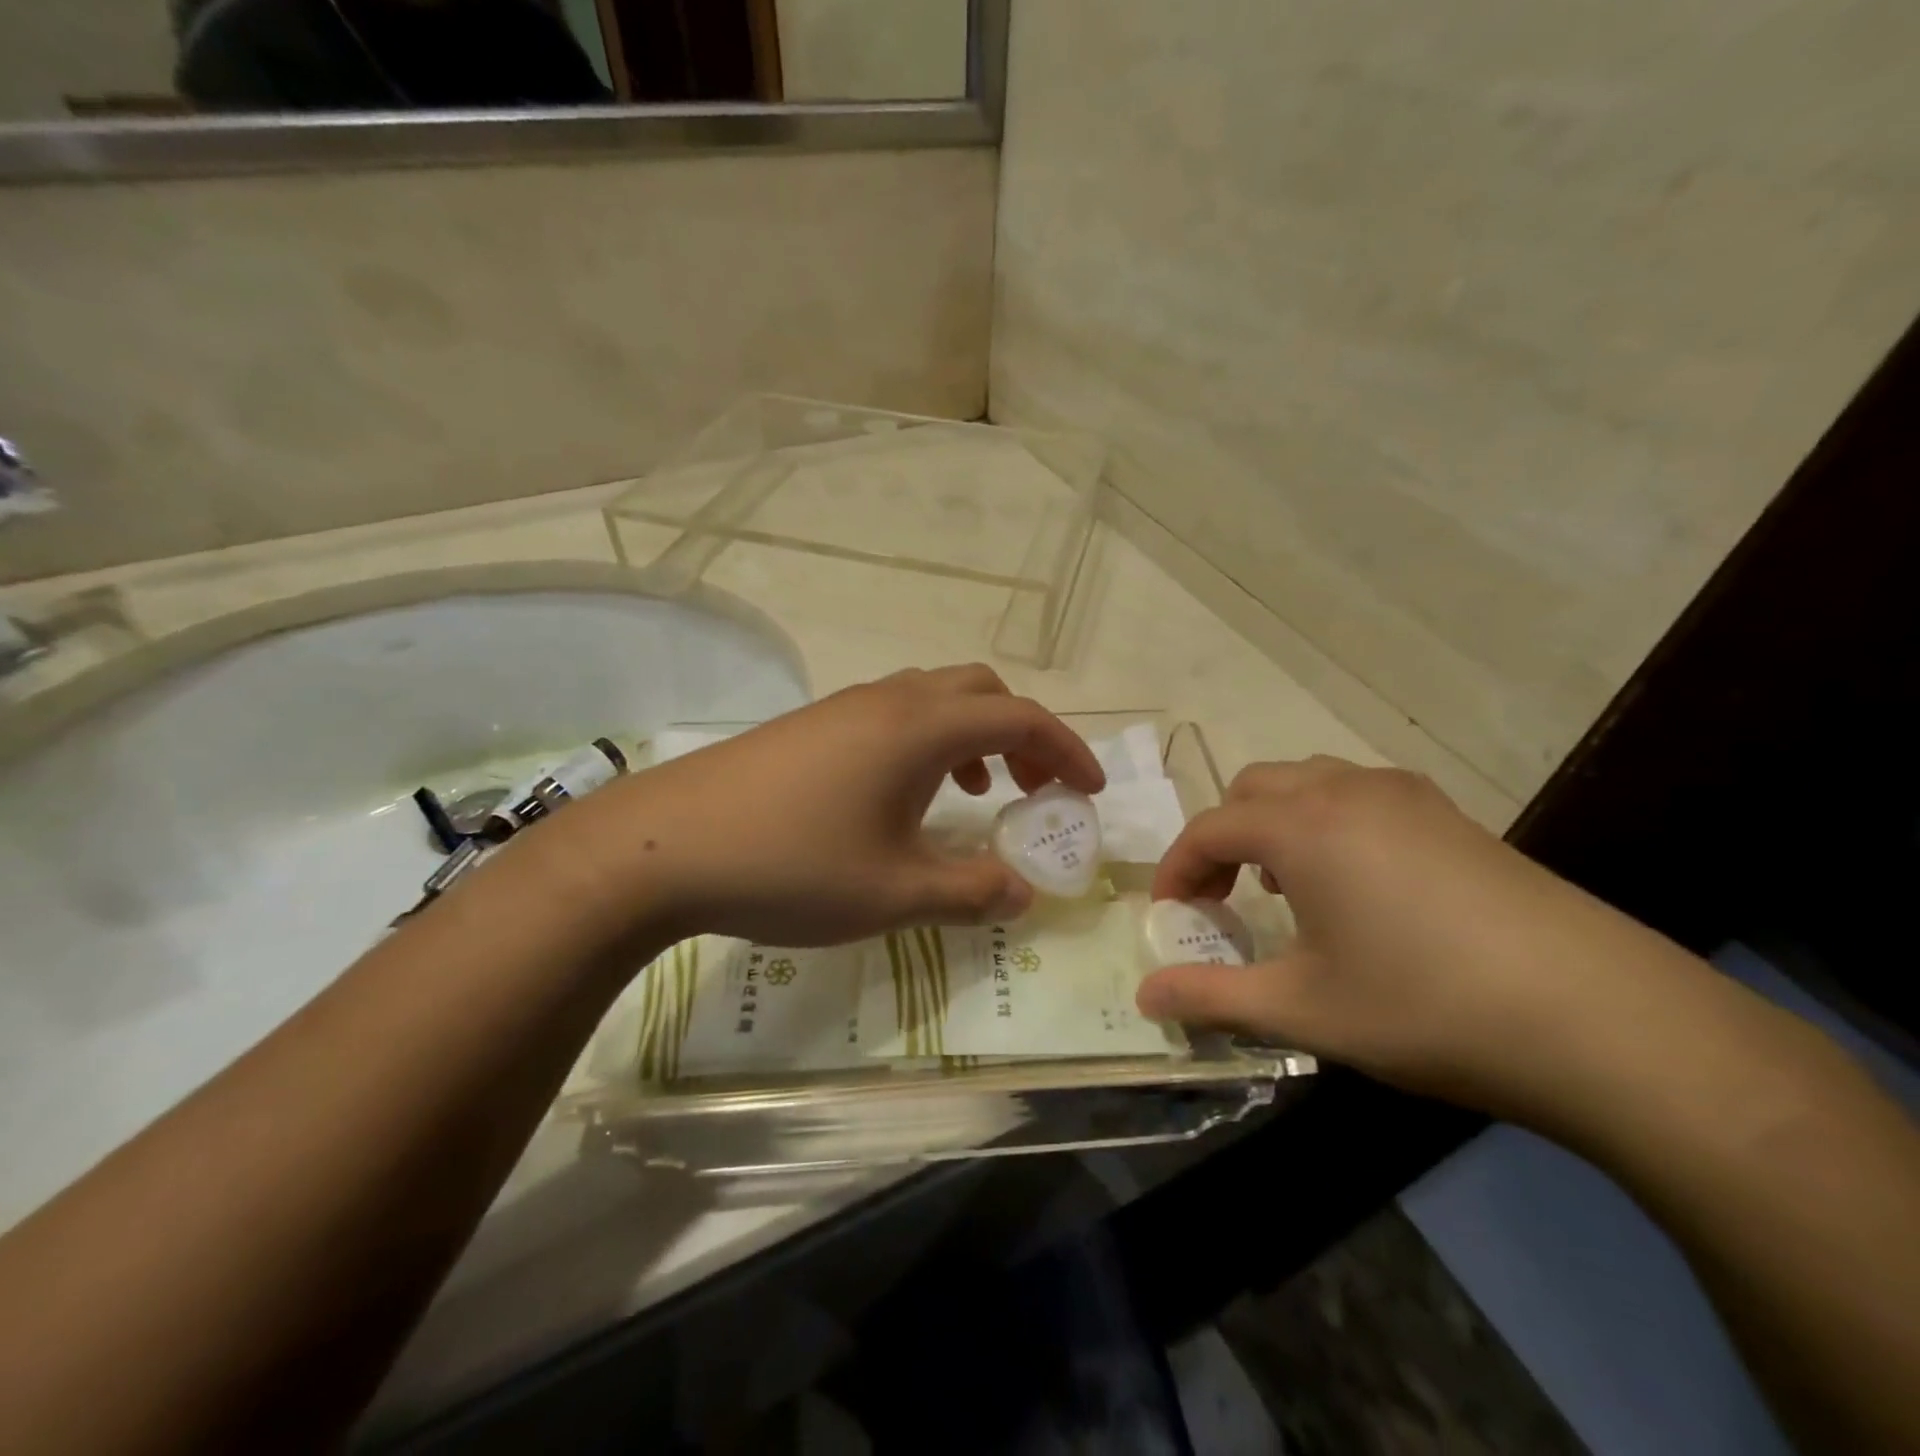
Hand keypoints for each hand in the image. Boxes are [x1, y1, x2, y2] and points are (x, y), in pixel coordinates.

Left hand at [552, 664, 1105, 949]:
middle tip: (1035, 789)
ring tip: (977, 791)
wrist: (663, 847)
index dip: (1066, 751)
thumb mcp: (893, 894)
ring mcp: (845, 707)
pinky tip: (905, 796)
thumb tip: (1023, 893)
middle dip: (1023, 735)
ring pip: (935, 698)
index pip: (1020, 719)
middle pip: (981, 692)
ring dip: (973, 735)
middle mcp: (889, 700)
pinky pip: (895, 714)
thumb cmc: (790, 866)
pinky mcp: (812, 725)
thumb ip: (970, 892)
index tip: (1088, 793)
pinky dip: (928, 742)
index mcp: (921, 728)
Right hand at [1137, 757, 1717, 1123]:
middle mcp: (1346, 791)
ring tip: (1285, 887)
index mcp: (1301, 826)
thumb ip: (1212, 997)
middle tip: (1222, 897)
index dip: (1177, 870)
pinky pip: (1358, 795)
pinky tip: (1355, 885)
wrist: (1601, 1019)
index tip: (1169, 915)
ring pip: (1308, 782)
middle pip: (1252, 789)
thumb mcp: (1304, 1009)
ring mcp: (1406, 796)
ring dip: (1275, 823)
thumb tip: (1146, 998)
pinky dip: (1326, 822)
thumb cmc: (1425, 1006)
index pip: (1209, 829)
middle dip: (1222, 836)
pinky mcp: (1451, 815)